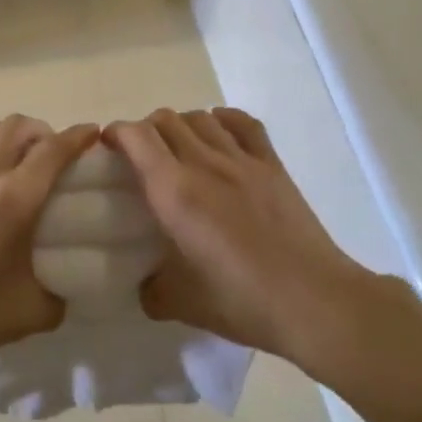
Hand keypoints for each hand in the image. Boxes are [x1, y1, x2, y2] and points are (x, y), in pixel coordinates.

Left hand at [0, 115, 99, 370]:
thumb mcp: (33, 313)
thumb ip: (60, 295)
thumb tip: (67, 286)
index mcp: (16, 199)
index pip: (55, 149)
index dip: (78, 136)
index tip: (91, 134)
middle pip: (19, 126)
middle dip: (42, 132)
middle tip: (48, 154)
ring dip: (1, 133)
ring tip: (5, 154)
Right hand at [104, 108, 371, 358]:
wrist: (313, 301)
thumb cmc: (242, 301)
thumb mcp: (181, 304)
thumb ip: (152, 290)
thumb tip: (145, 283)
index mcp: (174, 192)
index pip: (136, 137)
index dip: (116, 133)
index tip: (108, 148)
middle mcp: (204, 164)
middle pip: (165, 120)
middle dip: (145, 130)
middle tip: (142, 157)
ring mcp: (242, 160)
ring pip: (200, 117)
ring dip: (181, 126)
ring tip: (179, 150)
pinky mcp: (272, 165)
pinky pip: (243, 123)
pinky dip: (223, 120)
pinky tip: (219, 134)